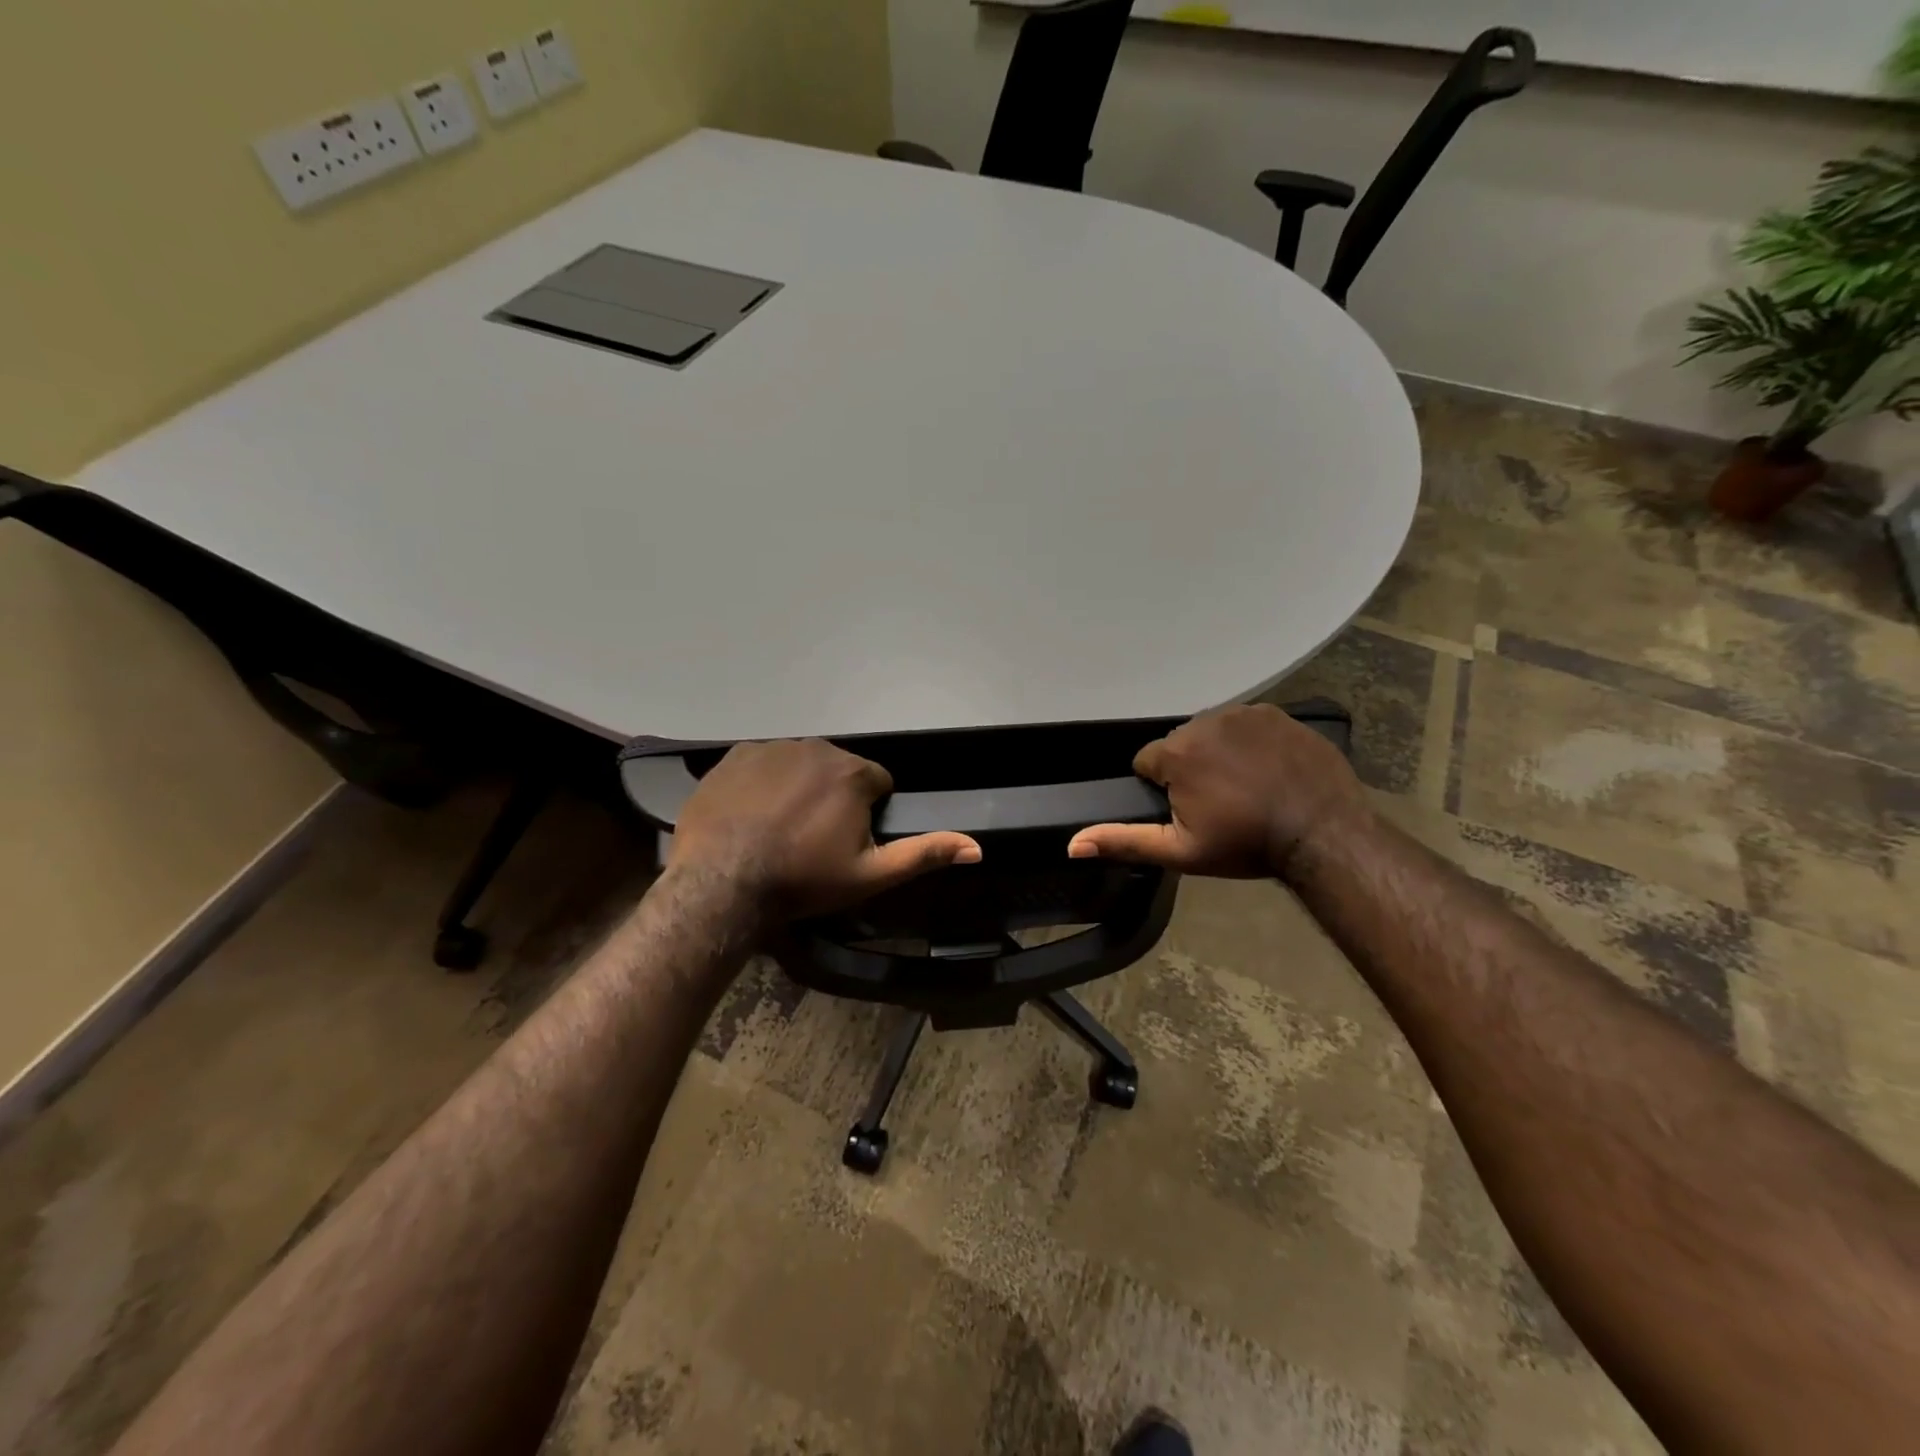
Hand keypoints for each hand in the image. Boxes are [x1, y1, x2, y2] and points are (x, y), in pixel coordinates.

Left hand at [669, 739, 980, 921]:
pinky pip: (763, 762)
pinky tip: (751, 813)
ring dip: (799, 787)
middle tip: (812, 839)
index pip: (878, 783)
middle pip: (839, 770)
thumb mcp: (871, 875)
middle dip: (834, 797)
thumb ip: (924, 853)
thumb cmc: (803, 880)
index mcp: (854, 773)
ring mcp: (773, 747)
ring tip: (779, 827)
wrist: (721, 881)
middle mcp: (818, 748)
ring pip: (801, 764)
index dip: (867, 813)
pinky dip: (763, 782)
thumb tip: (977, 847)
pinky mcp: (736, 754)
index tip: (845, 842)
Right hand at [1067, 704, 1366, 877]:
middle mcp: (1205, 721)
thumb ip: (1124, 840)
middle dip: (1189, 769)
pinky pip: (1247, 725)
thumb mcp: (1179, 851)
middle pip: (1180, 745)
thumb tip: (1072, 843)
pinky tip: (1268, 770)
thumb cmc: (1245, 845)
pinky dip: (1249, 743)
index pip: (1147, 763)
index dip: (1163, 790)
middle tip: (1219, 804)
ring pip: (1212, 732)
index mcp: (1176, 751)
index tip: (1190, 812)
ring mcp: (1245, 713)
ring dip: (1218, 753)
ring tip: (1245, 787)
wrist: (1322, 834)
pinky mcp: (1277, 713)